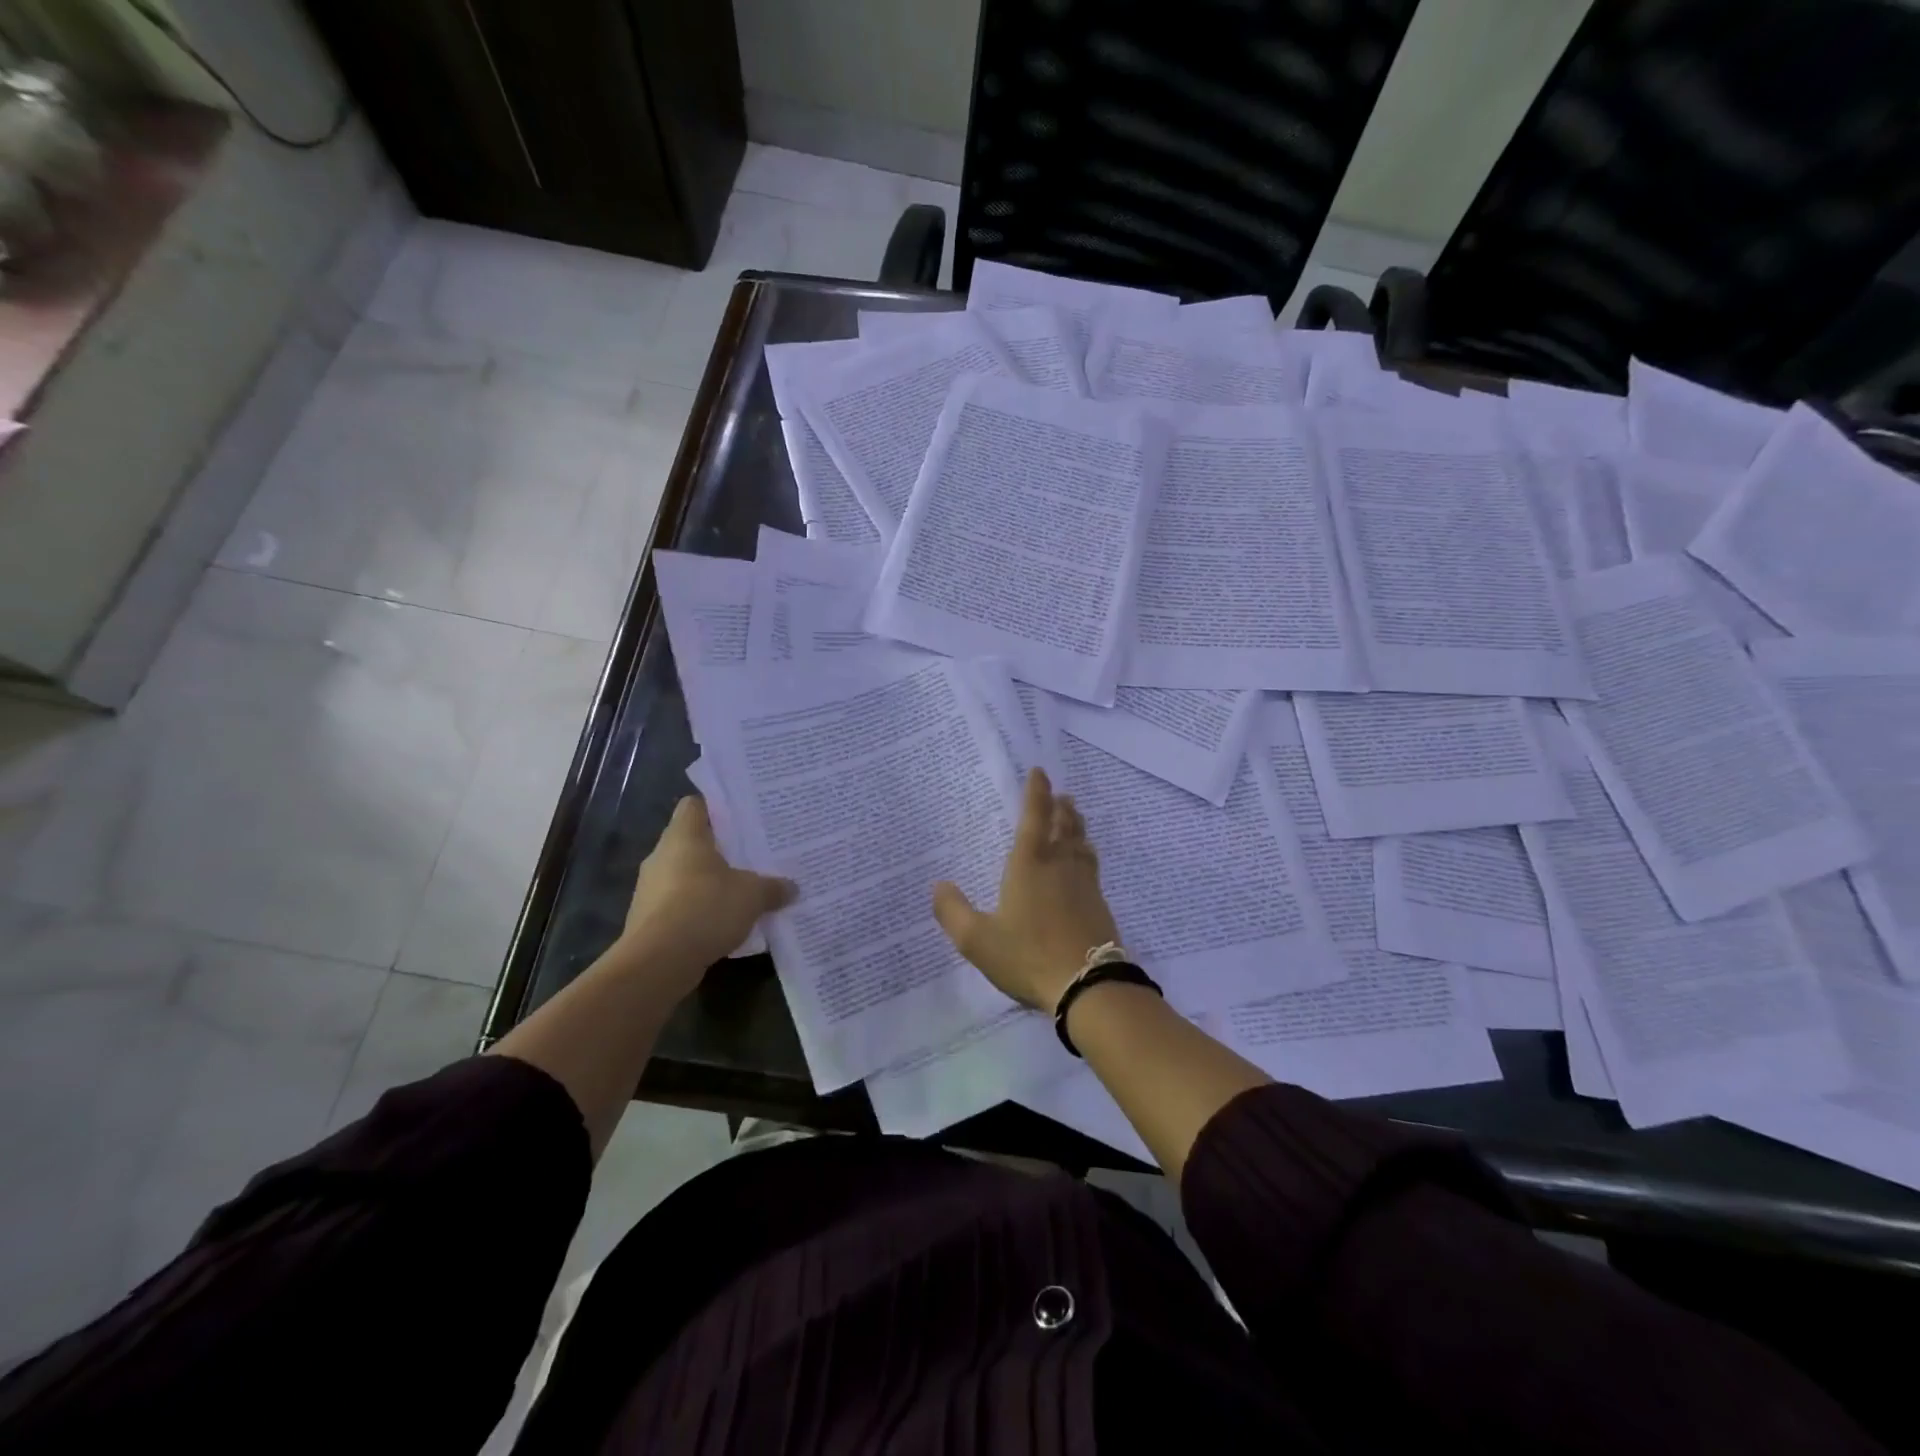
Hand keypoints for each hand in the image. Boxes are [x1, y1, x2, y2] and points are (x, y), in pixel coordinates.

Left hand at [618, 796, 795, 993]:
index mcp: (684, 837)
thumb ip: (773, 887)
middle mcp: (662, 856)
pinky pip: (680, 905)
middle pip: (693, 842)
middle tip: (754, 855)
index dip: (718, 808)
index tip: (743, 818)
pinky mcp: (648, 920)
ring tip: (744, 891)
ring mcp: (651, 889)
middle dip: (722, 850)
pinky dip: (700, 910)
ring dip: (711, 883)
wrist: (657, 963)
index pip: (695, 805)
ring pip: (687, 875)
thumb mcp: (752, 895)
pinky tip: (724, 923)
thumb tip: (792, 887)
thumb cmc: (705, 909)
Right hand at [932, 768, 1120, 1011]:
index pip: (1034, 816)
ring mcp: (1084, 883)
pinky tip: (1086, 862)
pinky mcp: (1100, 904)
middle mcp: (1059, 865)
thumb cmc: (1028, 955)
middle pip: (1063, 825)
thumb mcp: (977, 940)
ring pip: (1081, 843)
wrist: (1088, 985)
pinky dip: (1086, 853)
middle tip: (1060, 795)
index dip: (1036, 792)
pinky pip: (1091, 866)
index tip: (1039, 772)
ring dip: (1076, 826)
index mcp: (1029, 864)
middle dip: (1060, 807)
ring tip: (1074, 818)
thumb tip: (939, 885)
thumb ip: (953, 912)